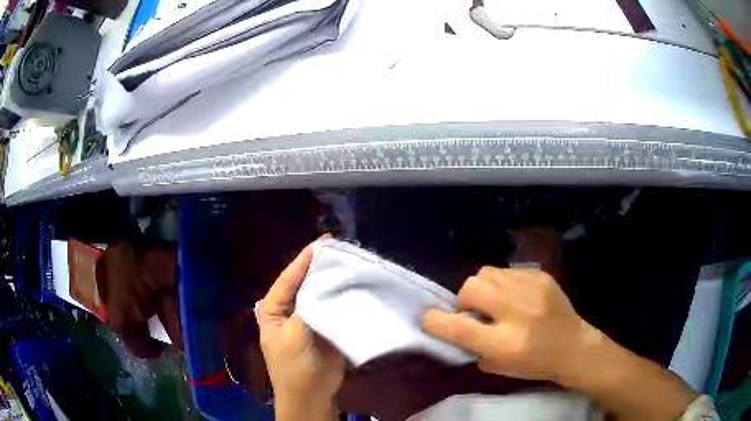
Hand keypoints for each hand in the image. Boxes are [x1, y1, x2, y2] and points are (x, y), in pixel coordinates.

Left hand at [256, 236, 343, 419]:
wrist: (312, 396)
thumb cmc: (294, 367)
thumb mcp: (294, 335)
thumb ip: (307, 307)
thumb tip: (325, 280)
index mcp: (273, 308)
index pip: (289, 277)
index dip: (305, 258)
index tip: (326, 240)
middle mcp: (290, 308)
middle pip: (306, 282)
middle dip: (323, 267)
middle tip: (344, 249)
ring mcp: (310, 318)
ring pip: (322, 294)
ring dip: (335, 281)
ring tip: (354, 262)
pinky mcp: (327, 327)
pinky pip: (335, 307)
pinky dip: (345, 297)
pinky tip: (358, 286)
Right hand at [422, 267, 595, 383]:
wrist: (573, 347)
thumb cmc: (534, 363)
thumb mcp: (498, 366)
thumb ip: (472, 347)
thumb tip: (455, 325)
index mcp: (503, 343)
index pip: (457, 327)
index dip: (435, 321)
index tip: (430, 320)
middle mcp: (516, 312)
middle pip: (470, 288)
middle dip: (464, 300)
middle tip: (476, 312)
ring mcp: (531, 290)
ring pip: (486, 273)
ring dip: (483, 289)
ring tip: (495, 301)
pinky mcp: (541, 276)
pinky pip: (507, 271)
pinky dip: (503, 284)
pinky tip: (515, 296)